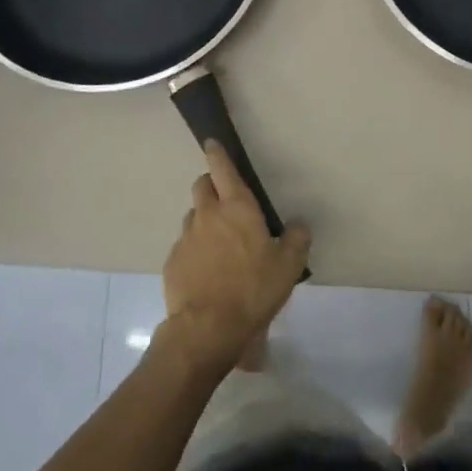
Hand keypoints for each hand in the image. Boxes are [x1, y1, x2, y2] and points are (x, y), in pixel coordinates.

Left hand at [161, 141, 311, 373]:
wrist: (208, 327)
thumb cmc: (253, 289)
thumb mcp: (289, 265)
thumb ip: (297, 239)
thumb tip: (299, 224)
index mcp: (237, 207)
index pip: (223, 169)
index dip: (217, 153)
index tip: (212, 143)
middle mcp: (207, 215)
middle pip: (202, 186)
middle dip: (210, 184)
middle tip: (226, 200)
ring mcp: (186, 238)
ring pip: (193, 217)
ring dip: (204, 221)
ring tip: (220, 244)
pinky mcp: (172, 262)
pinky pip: (185, 247)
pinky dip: (195, 251)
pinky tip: (207, 272)